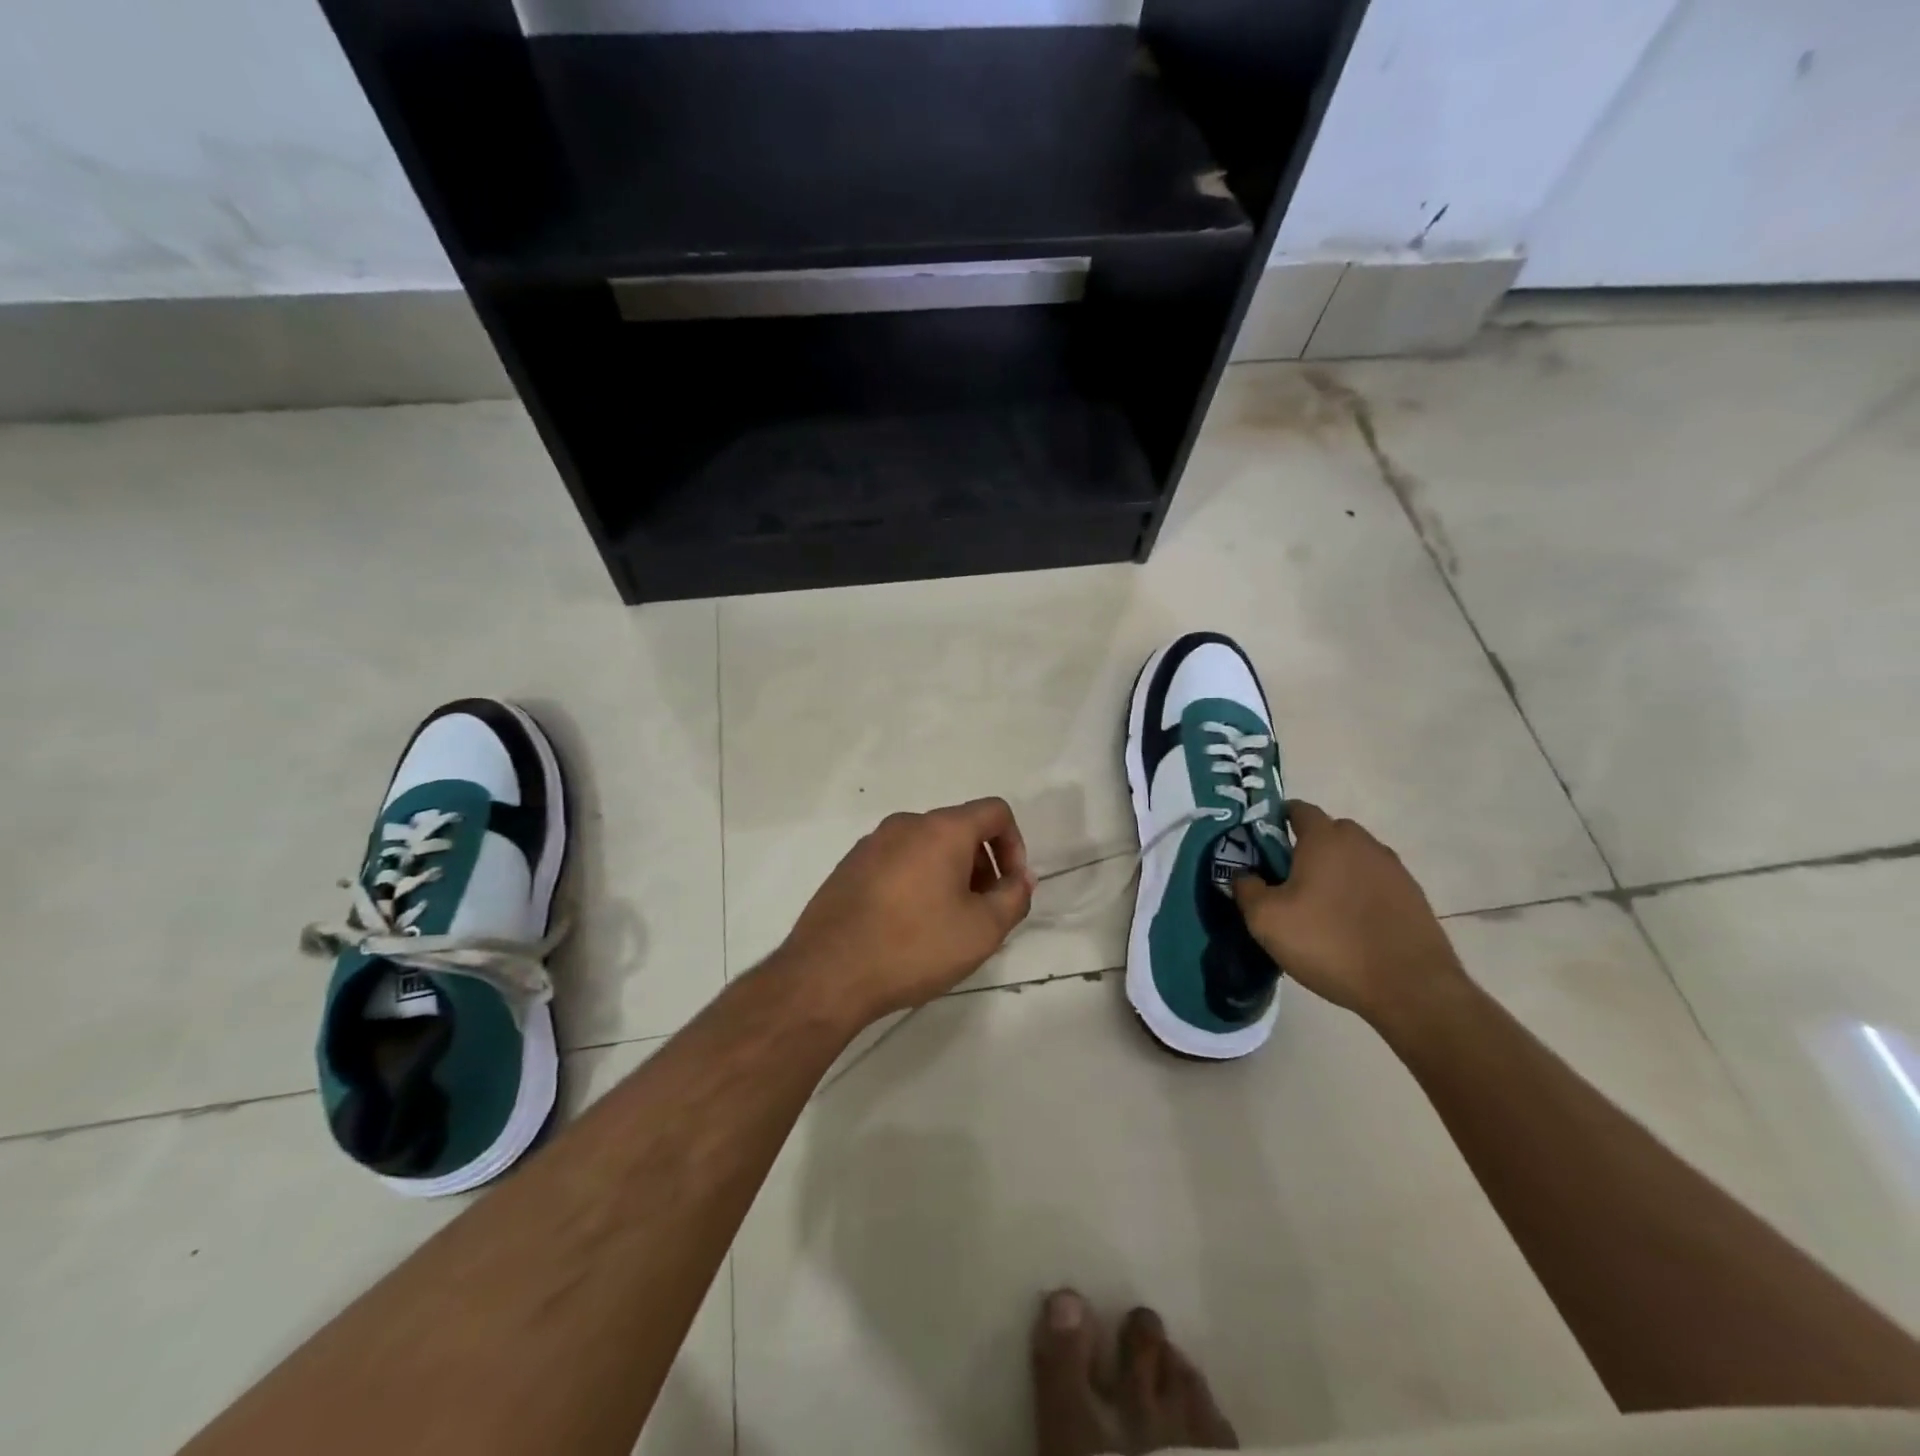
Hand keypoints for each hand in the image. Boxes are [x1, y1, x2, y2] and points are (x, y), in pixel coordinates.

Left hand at [778, 798, 1034, 1025]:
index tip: (1011, 887)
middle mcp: (905, 824)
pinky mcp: (848, 867)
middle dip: (981, 865)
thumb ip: (1013, 898)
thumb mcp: (982, 930)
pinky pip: (897, 862)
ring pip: (926, 847)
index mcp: (941, 829)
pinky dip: (916, 882)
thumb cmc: (914, 947)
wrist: (827, 974)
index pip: (994, 812)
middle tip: (982, 912)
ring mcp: (871, 843)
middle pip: (959, 829)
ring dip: (949, 875)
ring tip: (945, 923)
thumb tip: (1019, 878)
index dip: (1015, 845)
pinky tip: (908, 926)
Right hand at [1232, 801, 1467, 1031]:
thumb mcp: (1266, 920)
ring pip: (1353, 858)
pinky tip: (1350, 924)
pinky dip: (1359, 893)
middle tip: (1287, 880)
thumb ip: (1246, 889)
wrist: (1410, 987)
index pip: (1298, 809)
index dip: (1276, 821)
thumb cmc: (1329, 943)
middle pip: (1328, 832)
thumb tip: (1244, 876)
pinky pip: (1375, 882)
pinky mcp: (1413, 896)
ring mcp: (1393, 869)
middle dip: (1306, 847)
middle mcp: (1362, 843)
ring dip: (1336, 871)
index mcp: (1325, 839)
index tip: (1261, 845)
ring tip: (1321, 907)